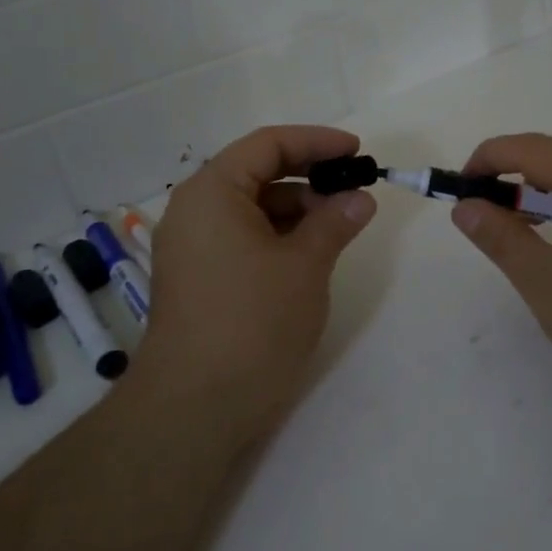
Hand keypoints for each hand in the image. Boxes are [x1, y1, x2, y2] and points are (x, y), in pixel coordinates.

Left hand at [137, 126, 376, 439]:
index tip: (358, 152)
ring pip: (251, 209)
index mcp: (212, 192)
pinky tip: (309, 253)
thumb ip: (334, 222)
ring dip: (296, 210)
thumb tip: (360, 198)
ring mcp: (192, 247)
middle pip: (256, 173)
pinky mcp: (197, 278)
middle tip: (354, 191)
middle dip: (309, 177)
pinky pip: (241, 238)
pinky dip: (277, 237)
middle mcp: (194, 211)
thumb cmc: (253, 322)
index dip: (317, 142)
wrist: (195, 407)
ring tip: (339, 225)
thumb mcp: (305, 266)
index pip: (268, 145)